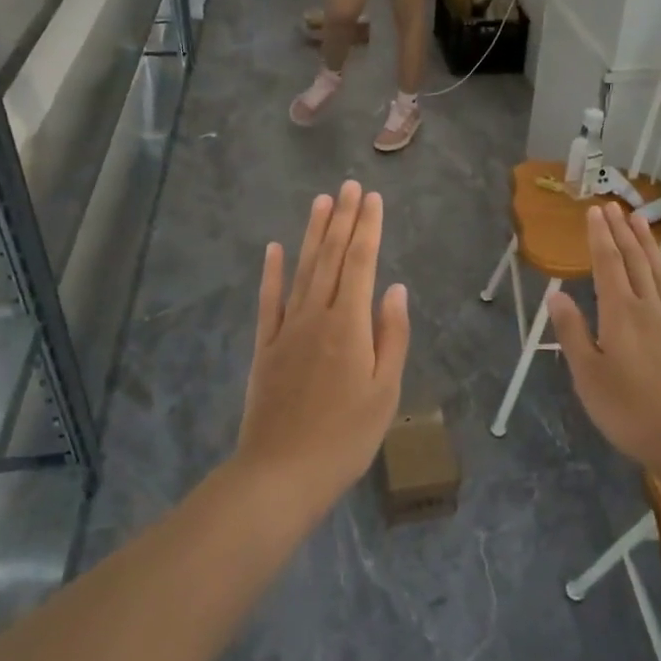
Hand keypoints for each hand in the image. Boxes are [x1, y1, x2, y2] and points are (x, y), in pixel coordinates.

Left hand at [236, 182, 409, 510]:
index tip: (372, 198)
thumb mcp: (385, 391)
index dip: (368, 228)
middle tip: (349, 186)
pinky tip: (274, 249)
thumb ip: (391, 336)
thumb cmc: (345, 436)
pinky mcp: (265, 347)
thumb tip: (395, 289)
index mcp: (350, 325)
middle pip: (331, 258)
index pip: (361, 263)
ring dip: (312, 234)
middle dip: (343, 220)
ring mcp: (286, 330)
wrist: (281, 474)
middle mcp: (317, 316)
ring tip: (321, 202)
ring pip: (302, 270)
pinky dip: (272, 273)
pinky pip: (269, 301)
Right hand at [547, 203, 660, 465]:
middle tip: (614, 206)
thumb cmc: (630, 409)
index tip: (594, 211)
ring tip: (642, 220)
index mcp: (619, 314)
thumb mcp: (588, 374)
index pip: (607, 265)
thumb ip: (572, 331)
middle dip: (622, 233)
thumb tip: (556, 294)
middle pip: (634, 263)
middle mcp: (648, 309)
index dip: (600, 237)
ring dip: (650, 246)